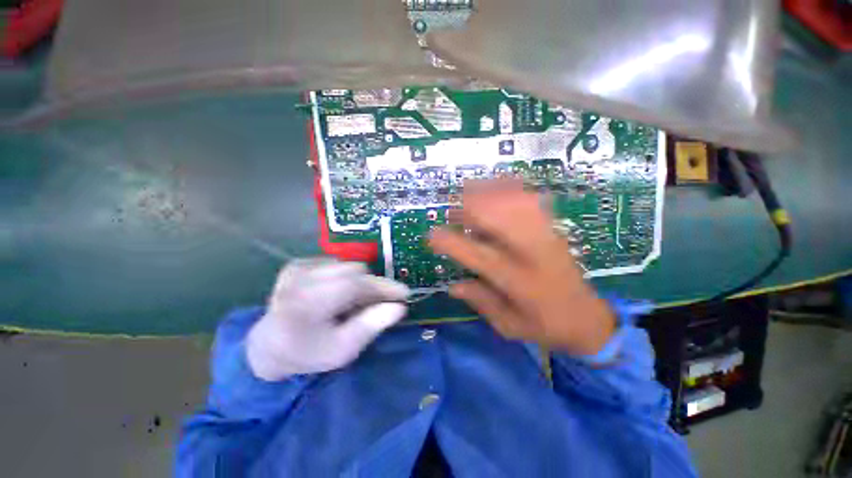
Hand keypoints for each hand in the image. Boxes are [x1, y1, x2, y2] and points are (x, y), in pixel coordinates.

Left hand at [246, 259, 408, 380]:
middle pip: (355, 272)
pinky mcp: (298, 264)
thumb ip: (371, 325)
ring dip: (359, 282)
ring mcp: (297, 268)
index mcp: (307, 304)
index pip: (356, 285)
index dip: (384, 287)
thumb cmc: (307, 353)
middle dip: (373, 286)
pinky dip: (345, 277)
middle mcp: (300, 279)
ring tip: (354, 302)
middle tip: (379, 304)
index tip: (405, 293)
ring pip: (348, 266)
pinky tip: (337, 293)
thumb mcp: (343, 350)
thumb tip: (399, 307)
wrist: (268, 346)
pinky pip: (337, 264)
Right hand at [429, 179, 615, 355]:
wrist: (588, 317)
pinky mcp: (553, 228)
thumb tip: (453, 285)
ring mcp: (546, 236)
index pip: (477, 255)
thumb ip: (481, 302)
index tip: (431, 235)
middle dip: (469, 209)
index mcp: (518, 281)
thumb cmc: (545, 325)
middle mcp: (532, 253)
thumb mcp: (508, 326)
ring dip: (487, 194)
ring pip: (514, 202)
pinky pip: (531, 199)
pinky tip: (497, 186)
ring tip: (467, 195)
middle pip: (497, 218)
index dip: (451, 242)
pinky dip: (511, 188)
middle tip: (451, 213)